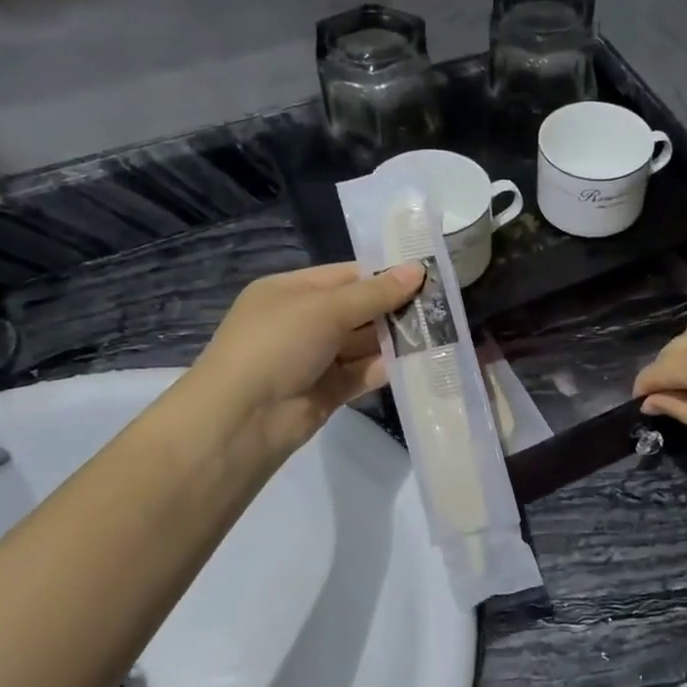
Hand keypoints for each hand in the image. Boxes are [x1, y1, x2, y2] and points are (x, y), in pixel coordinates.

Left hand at [185, 262, 424, 462]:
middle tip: (442, 307)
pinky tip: (421, 362)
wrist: (244, 417)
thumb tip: (419, 269)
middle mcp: (304, 322)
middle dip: (395, 309)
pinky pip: (364, 374)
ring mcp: (316, 358)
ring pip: (364, 343)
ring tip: (440, 333)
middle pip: (359, 310)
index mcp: (291, 291)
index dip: (384, 276)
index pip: (346, 276)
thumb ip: (375, 293)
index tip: (426, 277)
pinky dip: (388, 369)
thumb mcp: (326, 309)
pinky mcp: (330, 391)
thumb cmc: (278, 344)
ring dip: (396, 340)